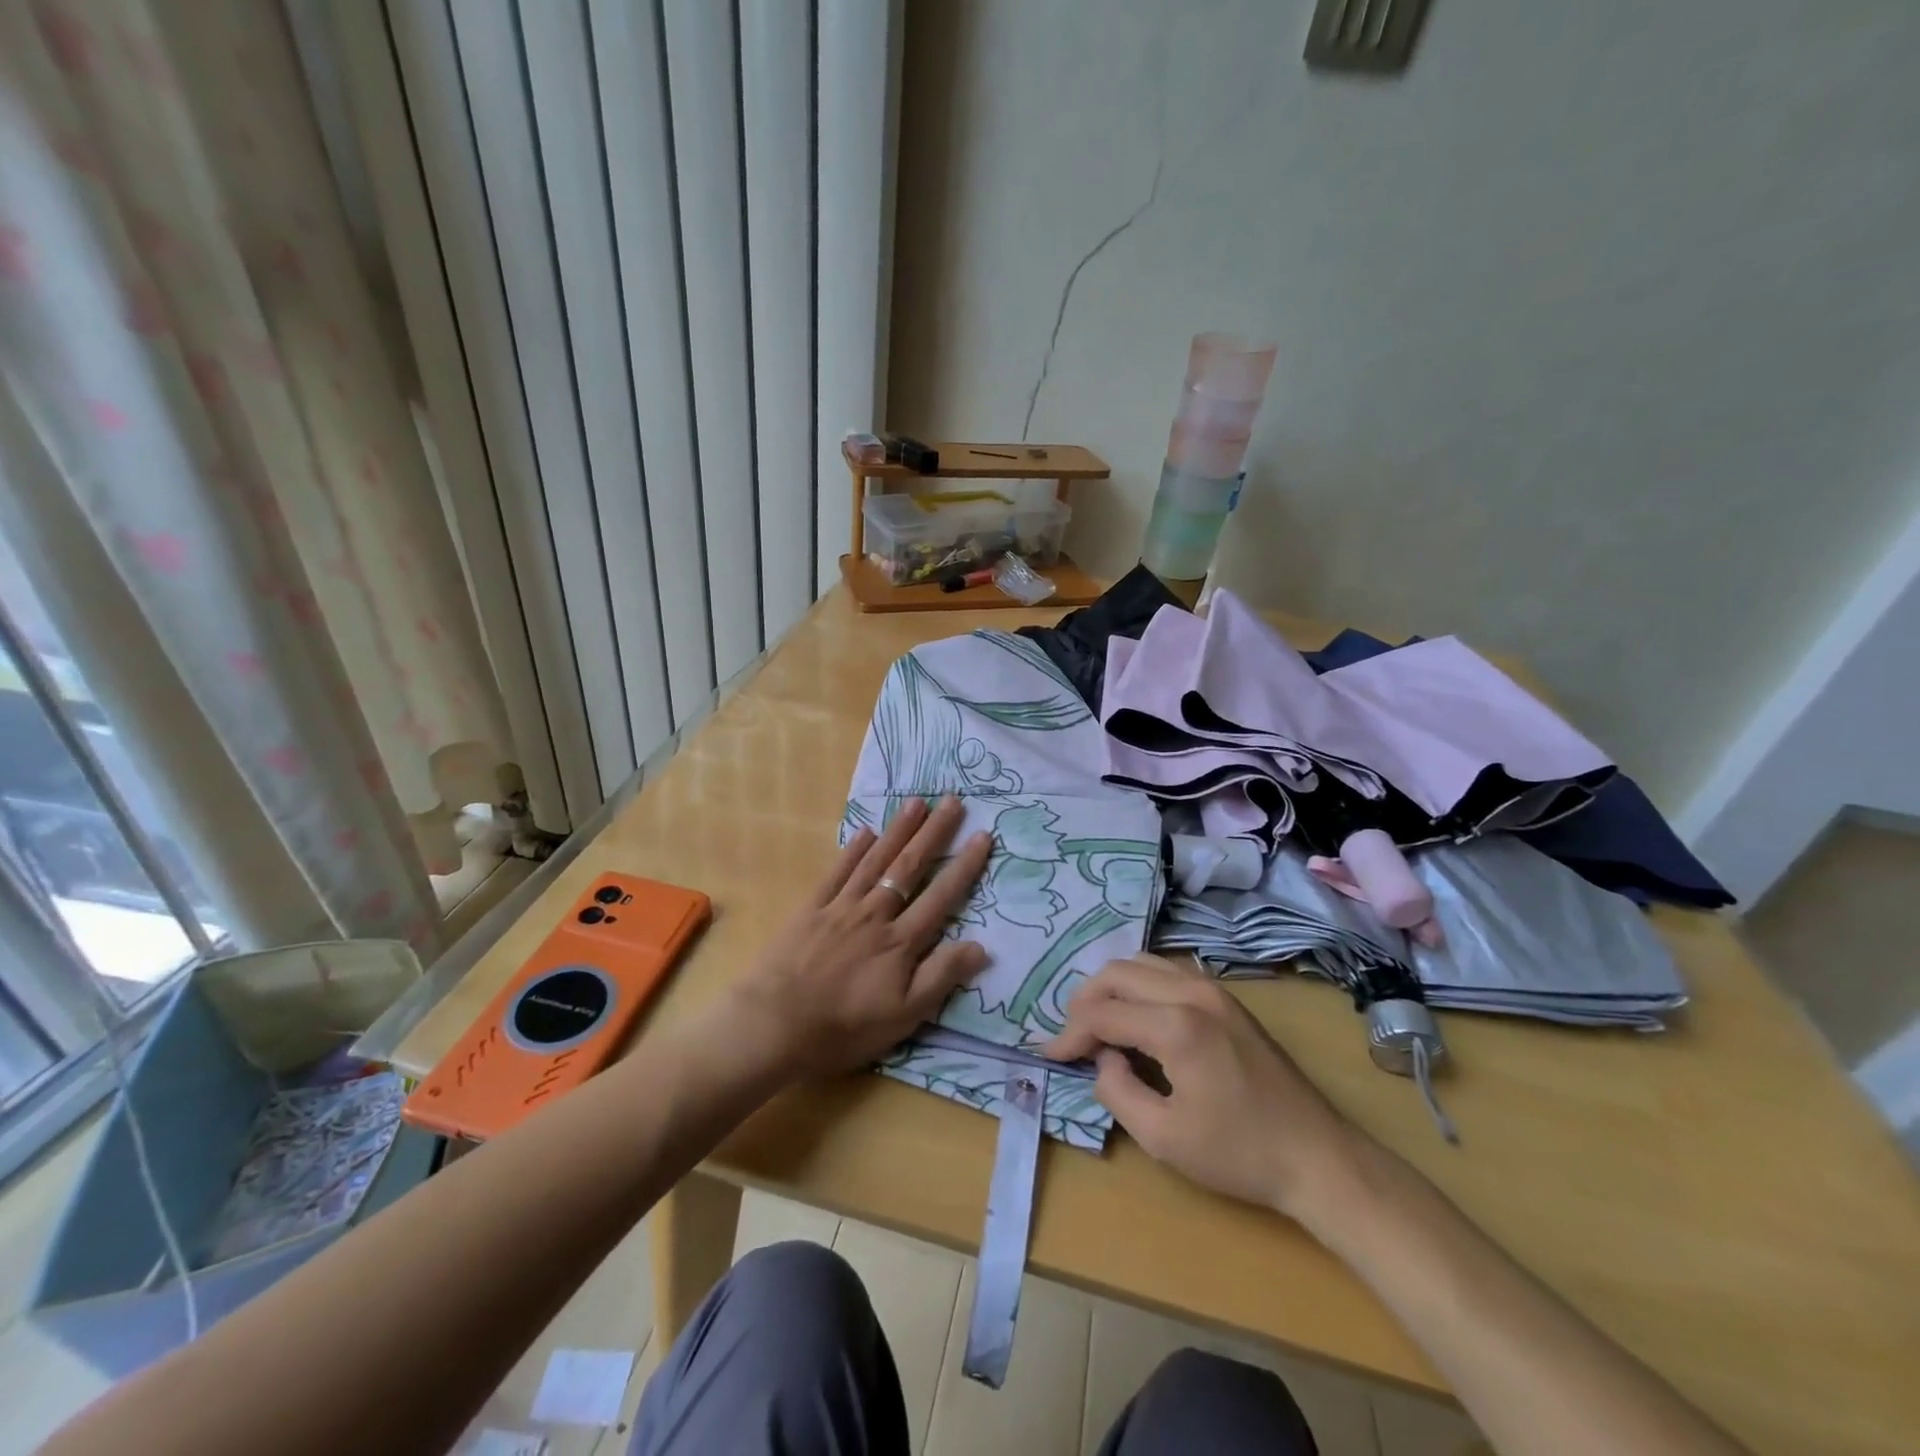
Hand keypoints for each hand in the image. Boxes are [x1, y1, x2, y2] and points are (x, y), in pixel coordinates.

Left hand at [726, 796, 992, 1080]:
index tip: (982, 835)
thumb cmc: (844, 1027)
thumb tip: (982, 946)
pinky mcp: (811, 909)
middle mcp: (875, 914)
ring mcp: (841, 907)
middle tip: (953, 800)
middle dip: (934, 833)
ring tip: (916, 802)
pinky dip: (852, 851)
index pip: (941, 897)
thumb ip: (941, 977)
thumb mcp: (904, 1016)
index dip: (964, 867)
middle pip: (909, 867)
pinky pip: (836, 873)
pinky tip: (866, 831)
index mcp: (900, 942)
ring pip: (876, 861)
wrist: (774, 1024)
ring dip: (898, 830)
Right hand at [1043, 955, 1360, 1219]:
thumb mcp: (1163, 1138)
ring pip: (1143, 963)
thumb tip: (1104, 1058)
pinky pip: (1168, 971)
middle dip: (1085, 1001)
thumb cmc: (1239, 1154)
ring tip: (1098, 1022)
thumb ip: (1117, 1090)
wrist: (1318, 1156)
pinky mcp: (1226, 998)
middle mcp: (1192, 992)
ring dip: (1112, 987)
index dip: (1069, 1033)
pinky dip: (1140, 983)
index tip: (1050, 1055)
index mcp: (1176, 1025)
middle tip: (1072, 1037)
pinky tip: (1137, 1013)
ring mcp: (1213, 989)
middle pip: (1117, 973)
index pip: (1103, 1013)